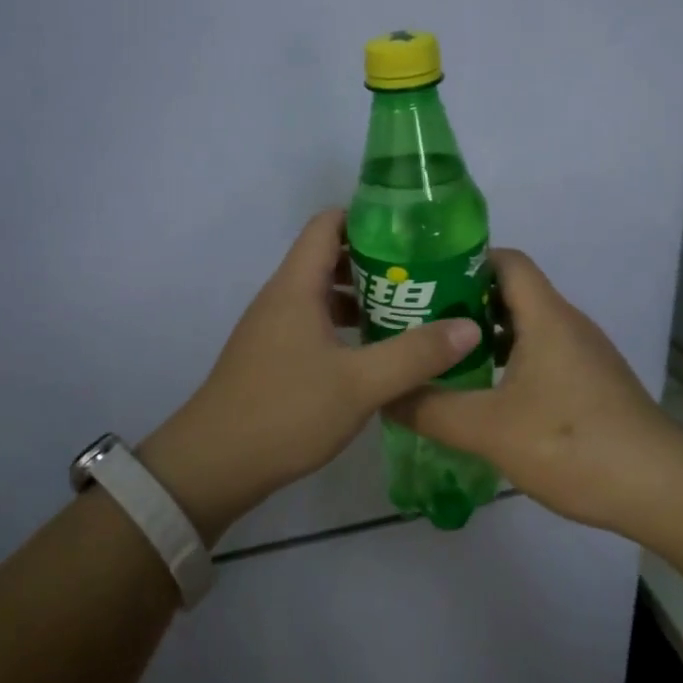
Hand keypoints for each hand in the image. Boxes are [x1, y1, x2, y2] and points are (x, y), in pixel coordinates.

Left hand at [143, 210, 480, 540]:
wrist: (213, 465)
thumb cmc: (286, 412)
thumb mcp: (360, 384)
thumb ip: (415, 355)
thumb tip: (470, 327)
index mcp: (297, 286)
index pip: (328, 224)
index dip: (368, 218)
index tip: (413, 231)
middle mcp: (282, 297)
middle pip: (329, 257)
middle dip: (377, 261)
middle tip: (426, 275)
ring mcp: (274, 327)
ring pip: (323, 294)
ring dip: (363, 296)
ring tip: (411, 311)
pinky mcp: (273, 356)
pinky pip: (314, 323)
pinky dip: (346, 325)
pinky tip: (376, 351)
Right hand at [387, 249, 682, 531]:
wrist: (660, 489)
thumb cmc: (573, 445)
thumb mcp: (489, 429)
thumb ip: (431, 409)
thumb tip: (386, 395)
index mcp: (546, 317)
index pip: (505, 261)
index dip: (464, 260)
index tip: (422, 279)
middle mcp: (567, 324)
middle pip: (511, 291)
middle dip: (463, 301)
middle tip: (418, 321)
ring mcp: (583, 354)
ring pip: (526, 325)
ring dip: (484, 334)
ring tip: (442, 356)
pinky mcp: (590, 382)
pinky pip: (540, 353)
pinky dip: (508, 359)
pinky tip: (484, 392)